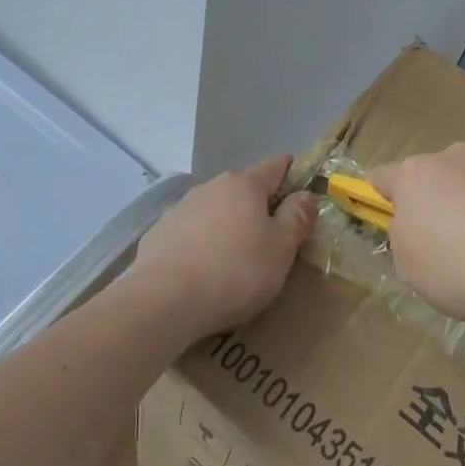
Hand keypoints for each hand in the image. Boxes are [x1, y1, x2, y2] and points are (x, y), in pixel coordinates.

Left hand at [132, 155, 317, 340]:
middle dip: (260, 208)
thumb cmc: (235, 271)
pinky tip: (204, 272)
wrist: (164, 300)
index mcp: (244, 184)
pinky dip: (203, 245)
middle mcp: (211, 186)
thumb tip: (305, 194)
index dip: (294, 176)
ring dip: (230, 226)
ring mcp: (181, 208)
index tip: (303, 197)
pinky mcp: (159, 233)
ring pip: (216, 211)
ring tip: (236, 262)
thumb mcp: (281, 248)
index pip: (277, 165)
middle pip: (245, 190)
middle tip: (273, 242)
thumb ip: (297, 217)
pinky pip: (192, 233)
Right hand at [370, 145, 464, 337]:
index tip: (396, 221)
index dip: (384, 198)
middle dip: (444, 200)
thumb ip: (405, 239)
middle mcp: (455, 155)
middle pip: (438, 174)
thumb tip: (415, 226)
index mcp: (415, 177)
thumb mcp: (412, 270)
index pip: (382, 177)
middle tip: (459, 243)